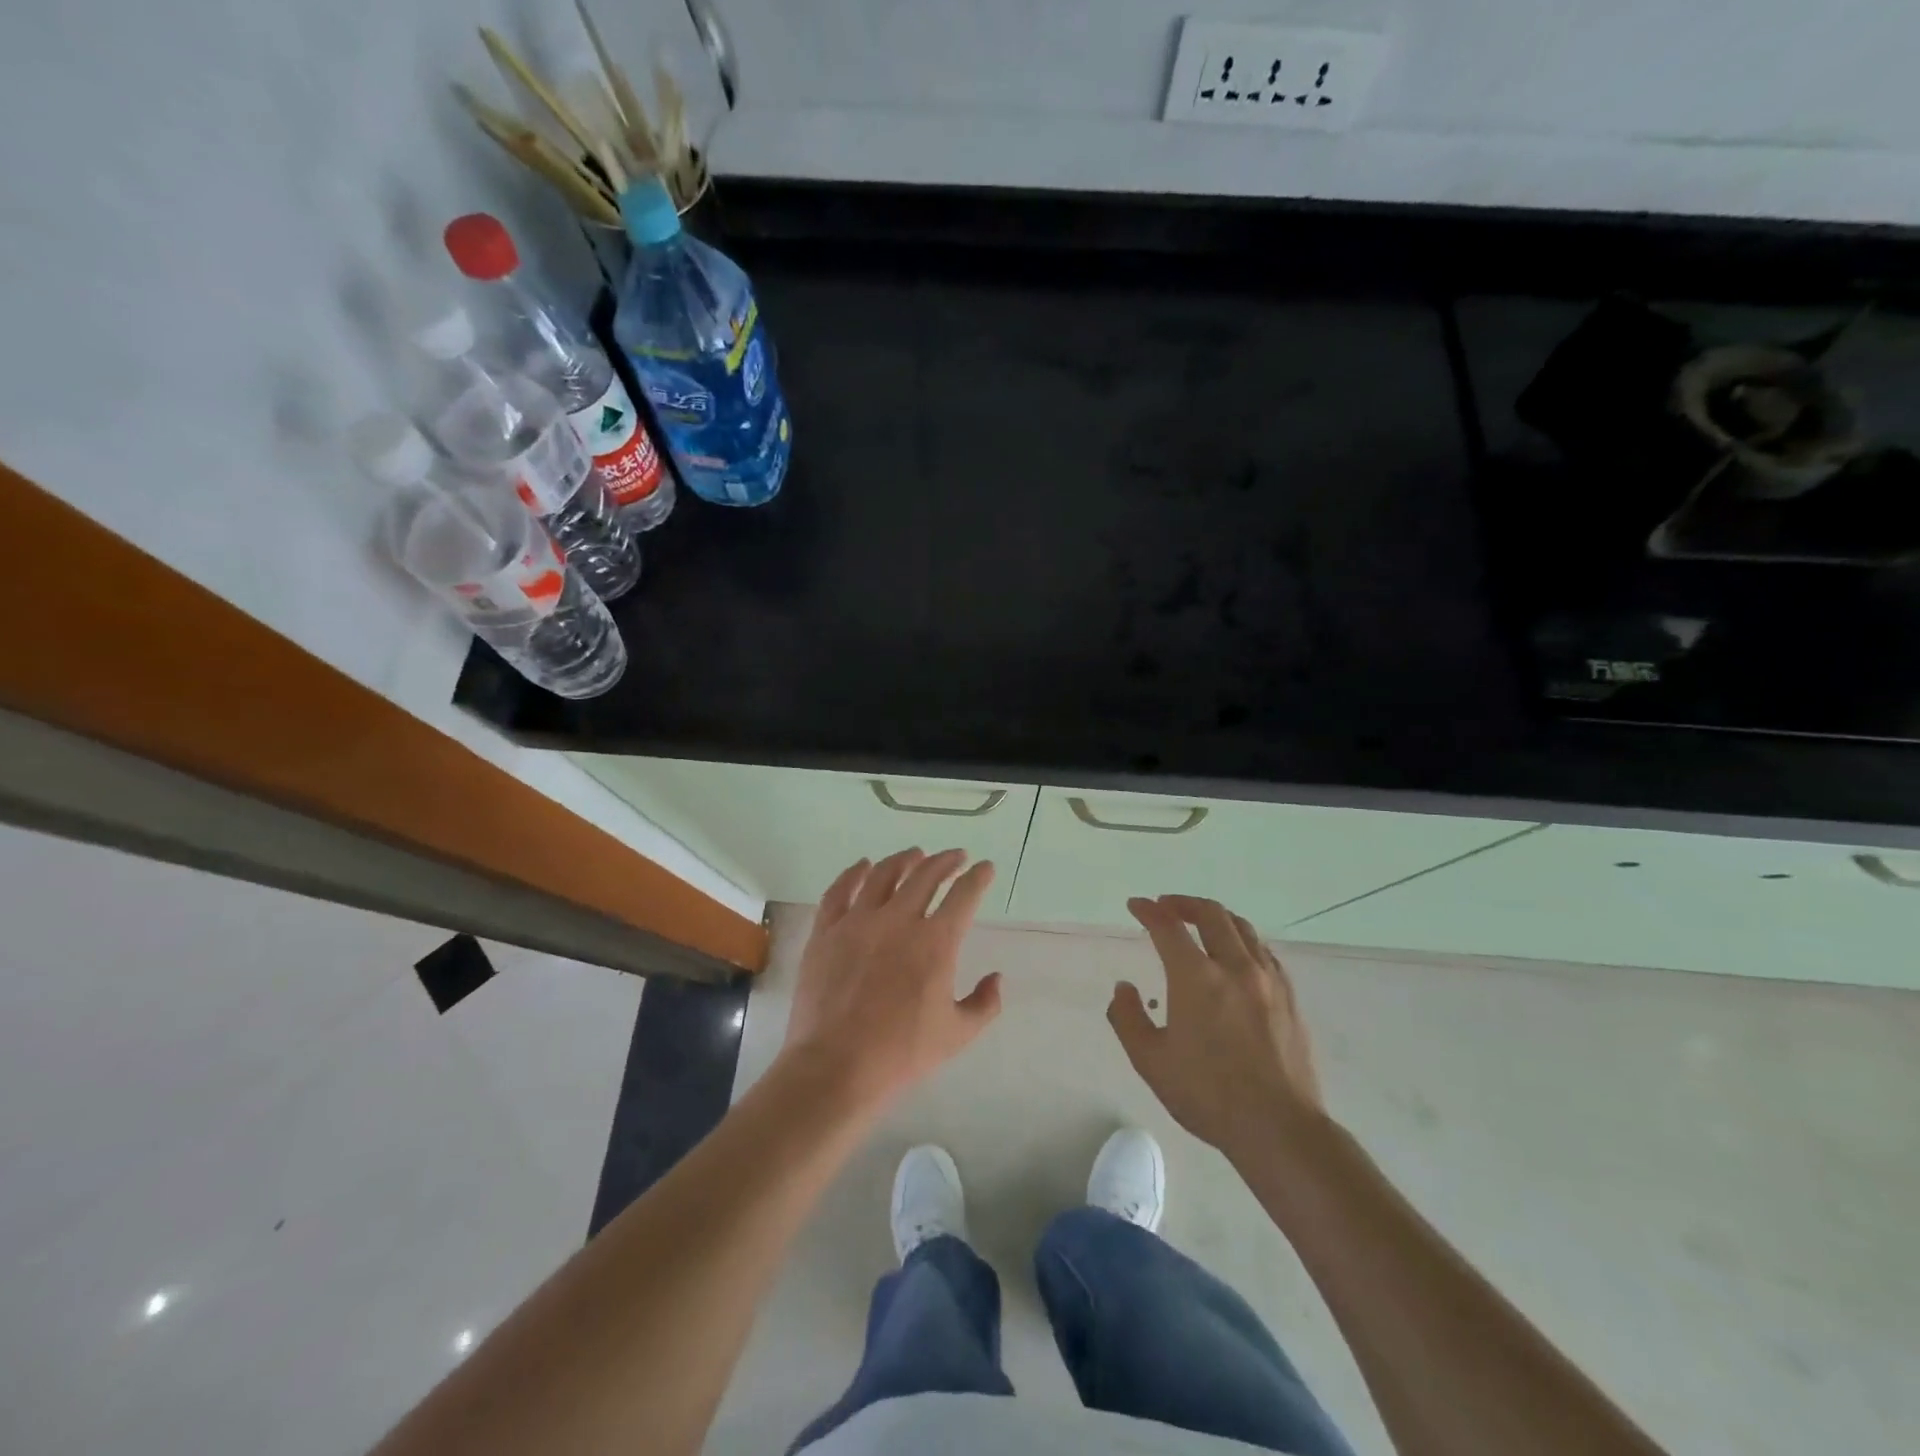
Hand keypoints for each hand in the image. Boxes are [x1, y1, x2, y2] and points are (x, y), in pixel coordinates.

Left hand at [779, 849, 1001, 1110]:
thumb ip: (985, 1004)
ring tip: (914, 855)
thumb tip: (996, 978)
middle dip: (945, 861)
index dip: (978, 877)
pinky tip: (863, 866)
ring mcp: (858, 922)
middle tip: (955, 856)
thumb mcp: (957, 1035)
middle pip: (926, 875)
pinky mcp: (826, 931)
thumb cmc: (901, 1053)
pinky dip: (854, 873)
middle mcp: (898, 920)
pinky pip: (840, 891)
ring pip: (884, 875)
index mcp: (935, 942)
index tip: (985, 868)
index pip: (964, 895)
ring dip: (904, 860)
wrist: (836, 1066)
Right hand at [1109, 895, 1325, 1162]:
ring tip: (1201, 922)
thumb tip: (1124, 988)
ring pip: (1242, 929)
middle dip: (1184, 903)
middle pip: (1211, 915)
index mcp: (1196, 978)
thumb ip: (1128, 1018)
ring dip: (1216, 917)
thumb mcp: (1151, 1061)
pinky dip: (1243, 941)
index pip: (1168, 927)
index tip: (1136, 905)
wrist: (1278, 1127)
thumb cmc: (1207, 1095)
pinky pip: (1265, 953)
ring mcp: (1268, 981)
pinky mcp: (1289, 998)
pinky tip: (1238, 955)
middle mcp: (1234, 968)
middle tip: (1167, 906)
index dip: (1148, 911)